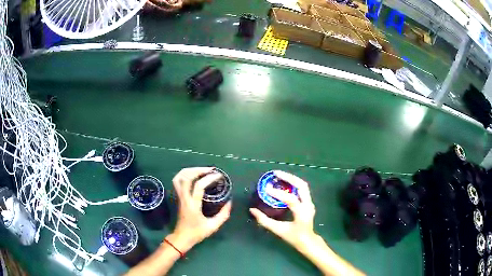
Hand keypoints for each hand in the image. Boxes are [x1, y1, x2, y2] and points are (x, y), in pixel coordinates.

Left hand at [168, 167, 231, 251]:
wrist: (182, 237)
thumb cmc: (197, 232)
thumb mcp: (213, 226)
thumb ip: (223, 214)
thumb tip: (229, 202)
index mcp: (193, 205)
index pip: (199, 186)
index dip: (209, 178)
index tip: (219, 175)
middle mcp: (184, 198)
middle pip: (186, 177)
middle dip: (199, 170)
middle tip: (211, 169)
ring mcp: (178, 196)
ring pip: (179, 177)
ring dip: (190, 170)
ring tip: (202, 170)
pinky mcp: (177, 197)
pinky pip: (177, 181)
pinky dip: (185, 174)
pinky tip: (193, 175)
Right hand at [249, 170, 315, 250]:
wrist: (308, 241)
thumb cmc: (293, 237)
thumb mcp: (278, 230)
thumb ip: (264, 220)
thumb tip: (252, 210)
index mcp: (301, 213)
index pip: (291, 199)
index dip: (278, 193)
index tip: (266, 188)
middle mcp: (308, 205)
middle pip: (301, 185)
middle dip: (288, 177)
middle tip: (275, 174)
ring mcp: (310, 203)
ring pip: (303, 185)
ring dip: (291, 179)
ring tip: (279, 175)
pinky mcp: (309, 202)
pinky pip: (301, 189)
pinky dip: (293, 184)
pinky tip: (284, 183)